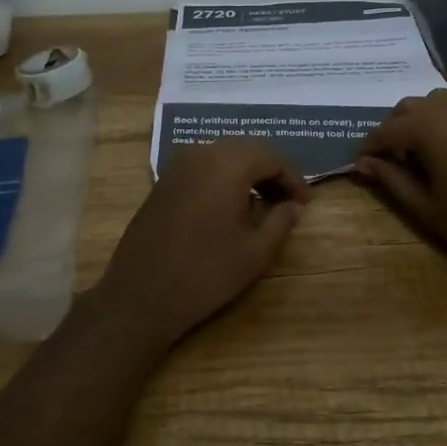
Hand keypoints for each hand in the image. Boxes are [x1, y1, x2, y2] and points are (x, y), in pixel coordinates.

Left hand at [81, 141, 310, 354]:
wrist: (140, 295)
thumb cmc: (205, 274)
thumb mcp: (254, 252)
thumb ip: (280, 222)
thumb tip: (295, 207)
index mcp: (227, 164)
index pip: (271, 157)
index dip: (293, 178)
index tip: (306, 204)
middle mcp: (201, 153)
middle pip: (247, 150)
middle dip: (271, 172)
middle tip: (288, 202)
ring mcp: (177, 165)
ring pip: (223, 155)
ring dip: (247, 174)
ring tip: (263, 205)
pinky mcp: (163, 181)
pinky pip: (203, 166)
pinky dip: (223, 178)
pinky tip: (231, 206)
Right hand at [356, 86, 446, 283]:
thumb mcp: (426, 210)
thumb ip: (392, 181)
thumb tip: (363, 163)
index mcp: (427, 129)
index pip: (386, 131)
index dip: (371, 147)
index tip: (363, 163)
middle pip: (411, 107)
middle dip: (397, 128)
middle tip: (396, 157)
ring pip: (445, 97)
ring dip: (430, 114)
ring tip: (430, 141)